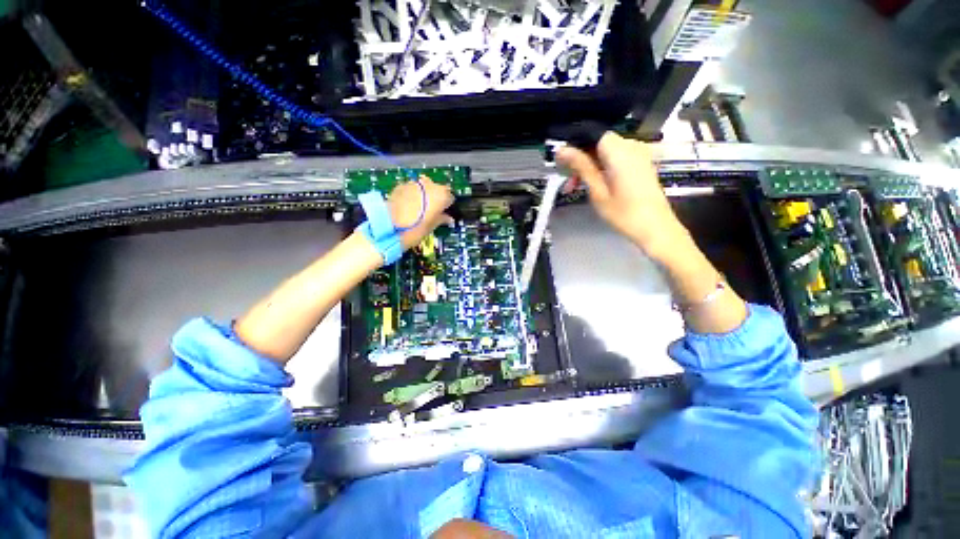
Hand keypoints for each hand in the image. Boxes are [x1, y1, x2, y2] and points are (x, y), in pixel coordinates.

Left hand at [389, 176, 454, 248]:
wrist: (389, 227)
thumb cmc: (416, 229)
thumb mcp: (432, 226)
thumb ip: (442, 219)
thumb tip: (448, 218)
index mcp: (441, 195)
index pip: (450, 197)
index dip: (448, 206)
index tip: (444, 213)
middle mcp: (429, 185)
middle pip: (438, 189)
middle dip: (437, 198)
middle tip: (433, 211)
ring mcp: (414, 183)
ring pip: (424, 187)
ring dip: (424, 195)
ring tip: (420, 209)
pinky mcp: (401, 185)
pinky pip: (411, 189)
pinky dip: (412, 195)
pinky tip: (408, 206)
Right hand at [557, 132, 687, 258]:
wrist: (655, 228)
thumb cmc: (623, 213)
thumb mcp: (597, 191)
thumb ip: (581, 167)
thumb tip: (562, 150)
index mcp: (619, 150)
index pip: (592, 134)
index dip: (575, 147)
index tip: (562, 164)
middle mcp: (631, 146)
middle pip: (599, 143)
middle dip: (581, 160)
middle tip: (568, 183)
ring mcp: (639, 154)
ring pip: (606, 152)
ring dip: (590, 166)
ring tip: (578, 187)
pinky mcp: (641, 164)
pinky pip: (617, 159)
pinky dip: (603, 168)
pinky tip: (595, 184)